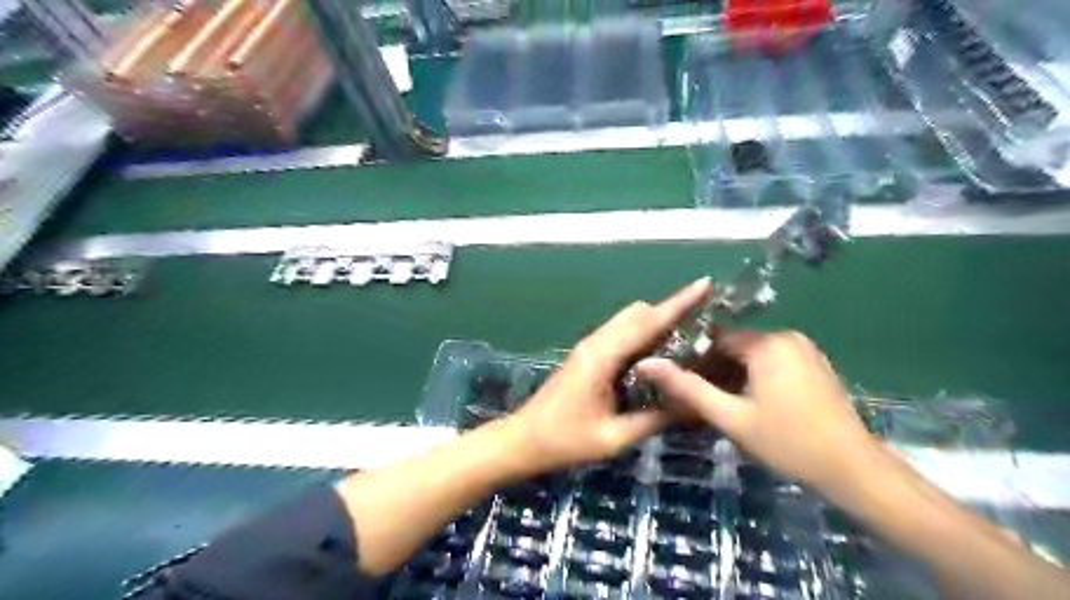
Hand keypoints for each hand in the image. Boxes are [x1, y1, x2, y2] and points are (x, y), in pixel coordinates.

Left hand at [507, 277, 713, 477]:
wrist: (525, 438)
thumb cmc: (566, 440)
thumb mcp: (614, 437)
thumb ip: (653, 419)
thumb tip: (692, 405)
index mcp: (602, 356)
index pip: (647, 322)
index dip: (678, 303)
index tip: (705, 284)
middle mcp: (596, 342)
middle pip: (639, 313)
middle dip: (671, 312)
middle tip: (705, 327)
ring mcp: (590, 346)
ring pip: (629, 320)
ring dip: (657, 322)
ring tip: (689, 339)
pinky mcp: (588, 354)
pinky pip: (621, 333)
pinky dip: (643, 334)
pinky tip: (659, 355)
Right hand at [637, 330, 880, 495]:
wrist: (853, 469)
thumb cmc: (788, 442)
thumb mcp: (730, 417)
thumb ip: (687, 388)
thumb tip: (646, 364)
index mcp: (766, 344)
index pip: (714, 336)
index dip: (690, 355)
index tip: (674, 377)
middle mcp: (785, 337)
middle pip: (733, 345)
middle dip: (710, 367)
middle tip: (692, 396)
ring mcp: (802, 350)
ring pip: (750, 354)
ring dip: (729, 374)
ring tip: (713, 402)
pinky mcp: (812, 364)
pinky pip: (770, 361)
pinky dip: (751, 376)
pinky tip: (742, 401)